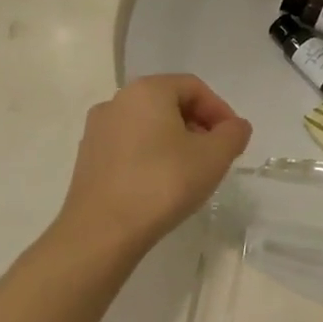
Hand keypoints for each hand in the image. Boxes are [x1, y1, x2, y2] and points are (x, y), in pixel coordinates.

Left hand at [52, 74, 251, 261]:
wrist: (101, 233)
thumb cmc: (163, 183)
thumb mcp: (215, 156)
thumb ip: (234, 133)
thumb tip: (235, 127)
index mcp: (147, 90)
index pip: (194, 88)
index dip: (220, 111)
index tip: (233, 139)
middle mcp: (117, 101)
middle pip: (170, 104)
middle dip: (199, 126)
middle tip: (216, 155)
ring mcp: (97, 131)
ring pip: (149, 126)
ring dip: (176, 142)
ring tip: (191, 172)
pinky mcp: (87, 159)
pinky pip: (130, 146)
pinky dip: (151, 156)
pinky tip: (162, 184)